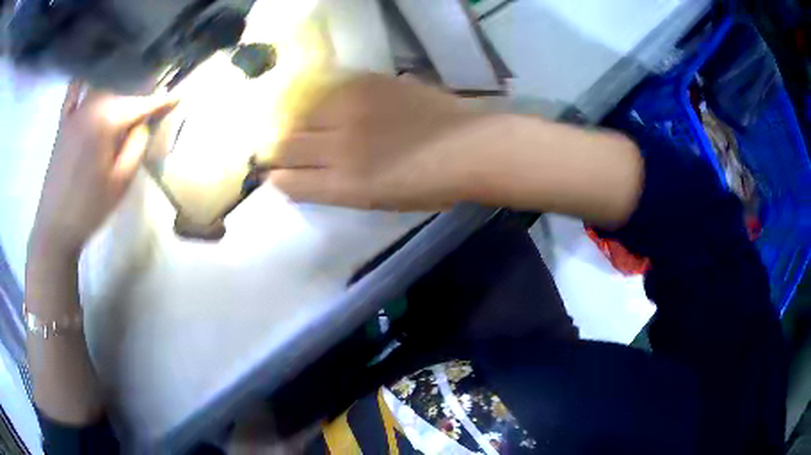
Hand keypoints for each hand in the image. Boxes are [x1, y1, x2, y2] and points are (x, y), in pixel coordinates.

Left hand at [30, 81, 175, 256]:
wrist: (55, 228)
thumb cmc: (89, 208)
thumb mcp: (120, 182)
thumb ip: (136, 146)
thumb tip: (144, 122)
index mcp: (106, 121)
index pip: (140, 105)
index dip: (161, 101)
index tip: (180, 95)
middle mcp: (90, 107)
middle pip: (121, 91)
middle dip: (141, 90)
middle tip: (156, 95)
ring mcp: (74, 114)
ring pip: (101, 87)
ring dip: (118, 83)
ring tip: (131, 84)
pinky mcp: (62, 124)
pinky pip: (72, 93)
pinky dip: (82, 82)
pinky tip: (89, 77)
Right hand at [265, 74, 496, 210]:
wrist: (470, 146)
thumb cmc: (431, 186)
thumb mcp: (381, 202)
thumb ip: (339, 189)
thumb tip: (309, 176)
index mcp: (345, 186)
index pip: (289, 182)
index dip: (278, 178)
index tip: (276, 174)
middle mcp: (341, 149)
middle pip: (286, 146)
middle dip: (277, 151)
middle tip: (283, 149)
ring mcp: (352, 111)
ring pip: (301, 114)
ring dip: (298, 123)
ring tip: (310, 125)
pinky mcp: (366, 84)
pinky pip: (328, 90)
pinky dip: (323, 101)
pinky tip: (334, 106)